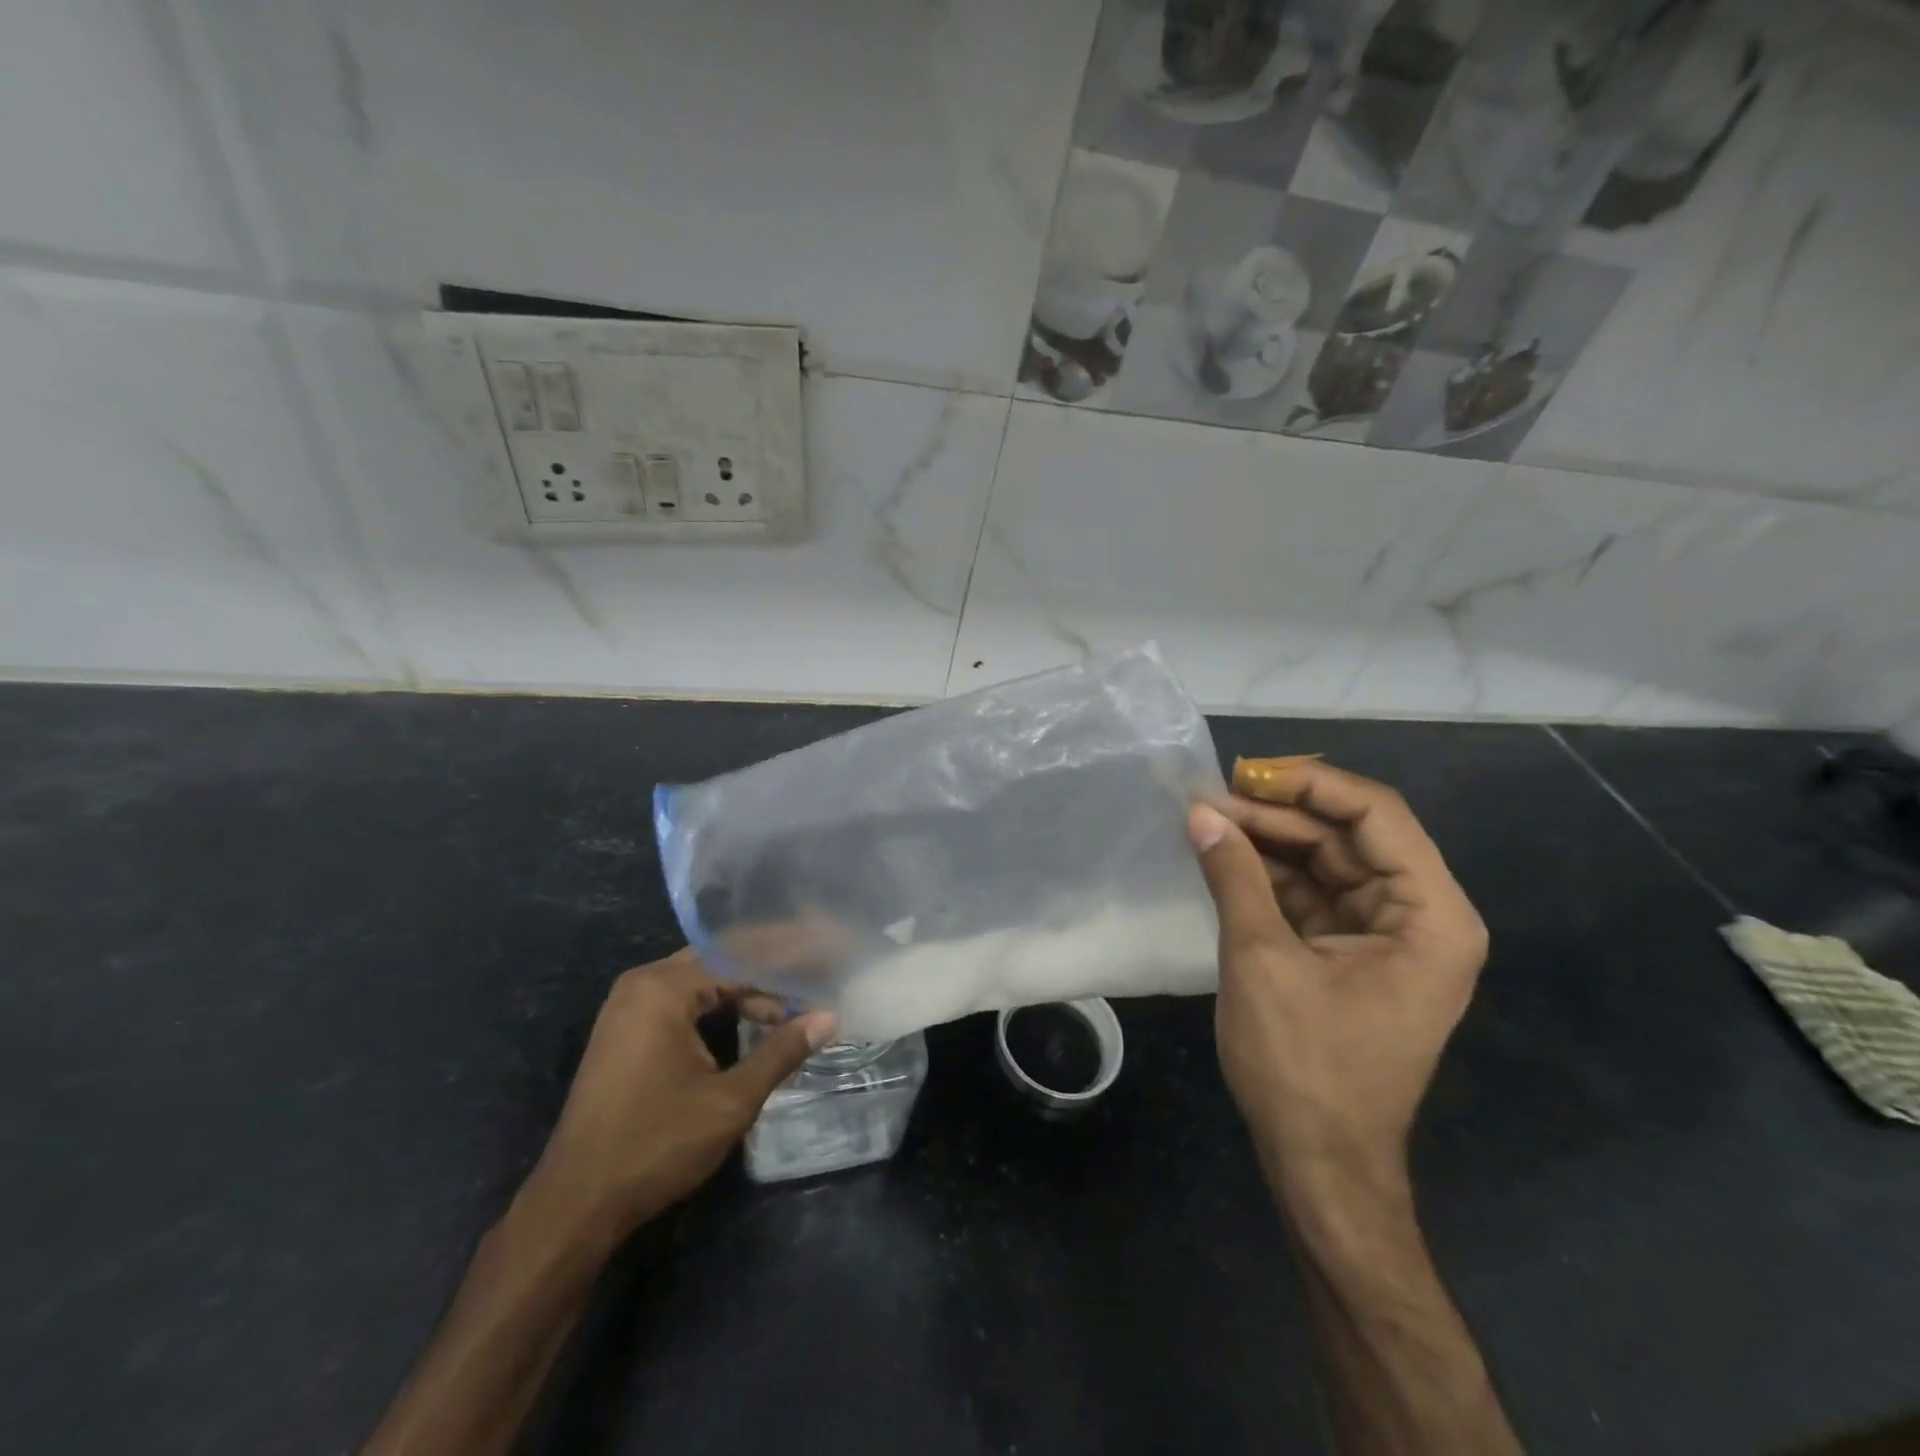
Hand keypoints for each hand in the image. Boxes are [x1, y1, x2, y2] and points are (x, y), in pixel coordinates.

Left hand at [521, 949, 834, 1243]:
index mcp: (663, 988)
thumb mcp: (729, 1100)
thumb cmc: (655, 1145)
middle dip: (771, 967)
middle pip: (720, 960)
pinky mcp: (625, 1031)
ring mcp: (628, 1007)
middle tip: (818, 969)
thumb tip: (828, 1018)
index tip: (829, 952)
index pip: (740, 956)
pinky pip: (683, 1000)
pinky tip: (752, 1018)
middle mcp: (642, 984)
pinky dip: (720, 1005)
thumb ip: (780, 1052)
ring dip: (747, 989)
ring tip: (794, 1000)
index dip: (790, 956)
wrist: (575, 1204)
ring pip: (702, 980)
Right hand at [1188, 761, 1487, 1200]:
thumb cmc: (1303, 1065)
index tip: (1245, 775)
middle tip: (1208, 799)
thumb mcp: (1261, 960)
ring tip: (1205, 822)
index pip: (1377, 816)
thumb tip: (1199, 813)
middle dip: (1278, 815)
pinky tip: (1223, 858)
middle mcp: (1419, 916)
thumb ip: (1235, 876)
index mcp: (1431, 916)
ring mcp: (1383, 935)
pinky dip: (1268, 876)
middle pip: (1348, 836)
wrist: (1318, 1164)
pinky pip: (1310, 895)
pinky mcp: (1348, 952)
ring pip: (1325, 862)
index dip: (1310, 785)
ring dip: (1267, 842)